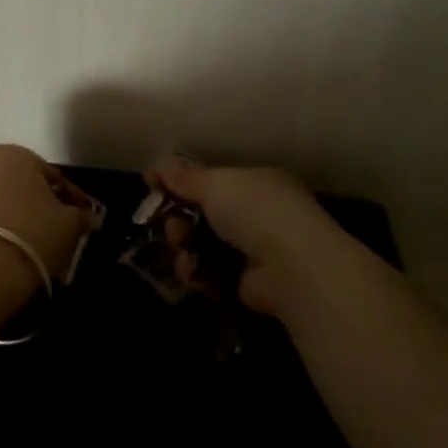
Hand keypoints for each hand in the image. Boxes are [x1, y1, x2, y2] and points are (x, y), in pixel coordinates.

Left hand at [0, 144, 91, 301]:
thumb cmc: (30, 234)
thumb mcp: (68, 225)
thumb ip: (79, 215)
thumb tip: (84, 215)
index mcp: (15, 154)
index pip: (51, 175)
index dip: (70, 198)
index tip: (81, 216)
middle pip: (16, 182)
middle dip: (33, 201)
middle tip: (50, 226)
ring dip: (6, 212)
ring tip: (22, 240)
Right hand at [150, 157, 387, 319]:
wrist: (294, 269)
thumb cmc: (256, 212)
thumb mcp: (216, 184)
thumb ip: (184, 177)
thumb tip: (158, 165)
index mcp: (256, 182)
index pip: (212, 179)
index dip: (182, 184)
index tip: (153, 187)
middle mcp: (258, 213)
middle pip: (203, 213)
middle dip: (179, 220)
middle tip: (172, 228)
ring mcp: (255, 249)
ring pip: (203, 244)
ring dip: (185, 247)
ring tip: (183, 251)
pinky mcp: (248, 282)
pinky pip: (211, 273)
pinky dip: (198, 273)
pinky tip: (193, 274)